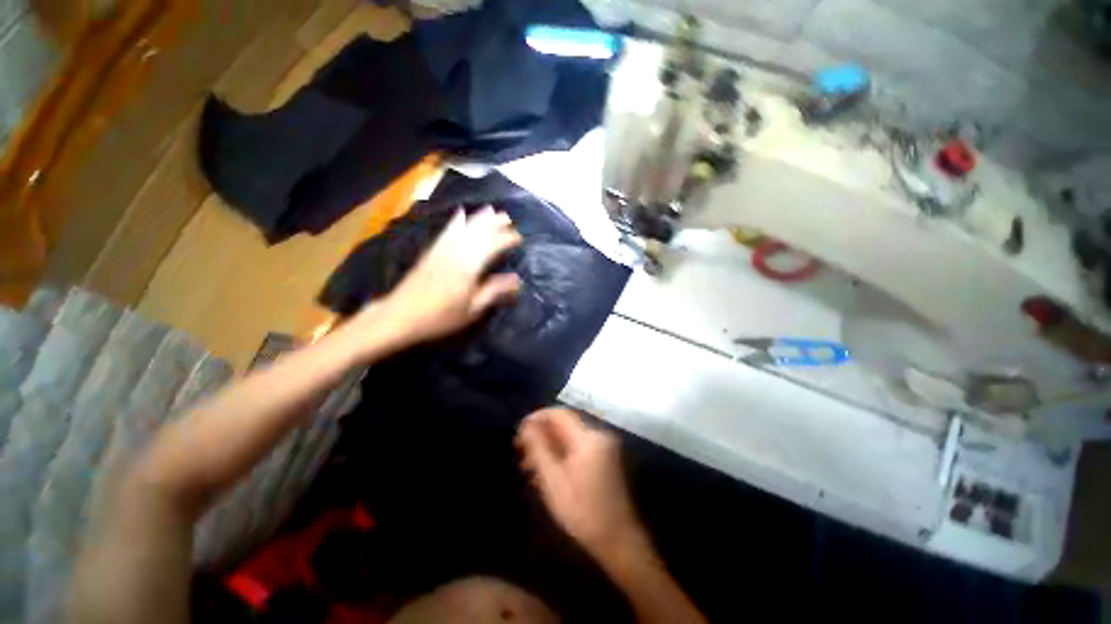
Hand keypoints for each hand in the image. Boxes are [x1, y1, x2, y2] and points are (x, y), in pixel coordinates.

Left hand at [362, 206, 522, 348]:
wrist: (399, 316)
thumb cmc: (440, 317)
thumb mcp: (472, 310)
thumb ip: (494, 291)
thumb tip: (517, 280)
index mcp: (469, 267)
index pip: (493, 246)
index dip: (507, 239)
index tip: (520, 238)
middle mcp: (456, 252)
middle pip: (478, 232)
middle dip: (495, 223)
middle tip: (508, 218)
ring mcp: (442, 250)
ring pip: (464, 227)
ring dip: (479, 218)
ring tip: (491, 210)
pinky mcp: (431, 251)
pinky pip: (447, 231)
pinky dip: (456, 221)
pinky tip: (460, 214)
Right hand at [516, 408, 645, 561]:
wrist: (618, 539)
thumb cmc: (582, 512)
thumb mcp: (553, 482)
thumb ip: (539, 449)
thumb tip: (526, 427)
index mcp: (588, 438)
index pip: (558, 414)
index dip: (537, 418)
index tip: (519, 432)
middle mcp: (598, 435)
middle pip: (564, 423)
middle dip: (541, 433)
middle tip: (521, 450)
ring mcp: (604, 445)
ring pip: (569, 435)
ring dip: (549, 444)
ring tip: (529, 464)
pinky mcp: (605, 456)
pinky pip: (577, 445)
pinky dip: (561, 452)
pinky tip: (547, 469)